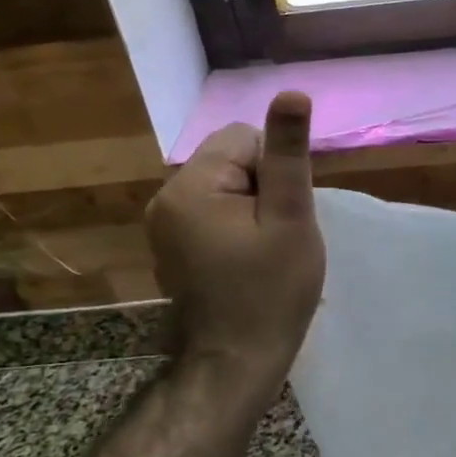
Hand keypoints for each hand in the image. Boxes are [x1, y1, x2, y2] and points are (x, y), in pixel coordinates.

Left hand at [145, 92, 325, 395]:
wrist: (234, 363)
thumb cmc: (271, 292)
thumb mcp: (290, 217)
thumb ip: (288, 154)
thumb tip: (291, 92)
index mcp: (190, 186)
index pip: (243, 137)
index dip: (275, 169)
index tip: (284, 213)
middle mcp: (165, 198)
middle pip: (230, 158)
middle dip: (262, 186)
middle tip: (278, 234)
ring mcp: (164, 224)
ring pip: (224, 184)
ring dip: (252, 206)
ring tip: (264, 248)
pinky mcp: (171, 245)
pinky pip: (211, 210)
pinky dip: (236, 223)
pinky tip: (247, 258)